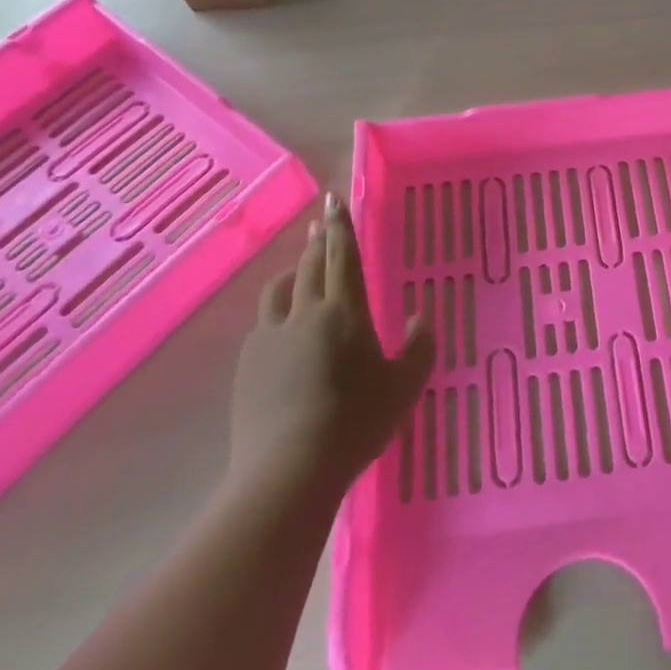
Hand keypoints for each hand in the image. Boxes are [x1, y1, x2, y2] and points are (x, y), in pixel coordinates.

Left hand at [227, 195, 434, 506]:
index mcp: (345, 311)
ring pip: (280, 288)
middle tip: (322, 223)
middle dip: (318, 240)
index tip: (335, 200)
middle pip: (311, 264)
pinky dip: (277, 310)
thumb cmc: (356, 422)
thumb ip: (420, 347)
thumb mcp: (404, 386)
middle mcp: (306, 312)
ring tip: (301, 270)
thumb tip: (421, 318)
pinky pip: (264, 322)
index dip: (341, 226)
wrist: (290, 469)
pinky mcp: (248, 362)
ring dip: (293, 271)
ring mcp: (271, 336)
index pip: (343, 256)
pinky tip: (282, 326)